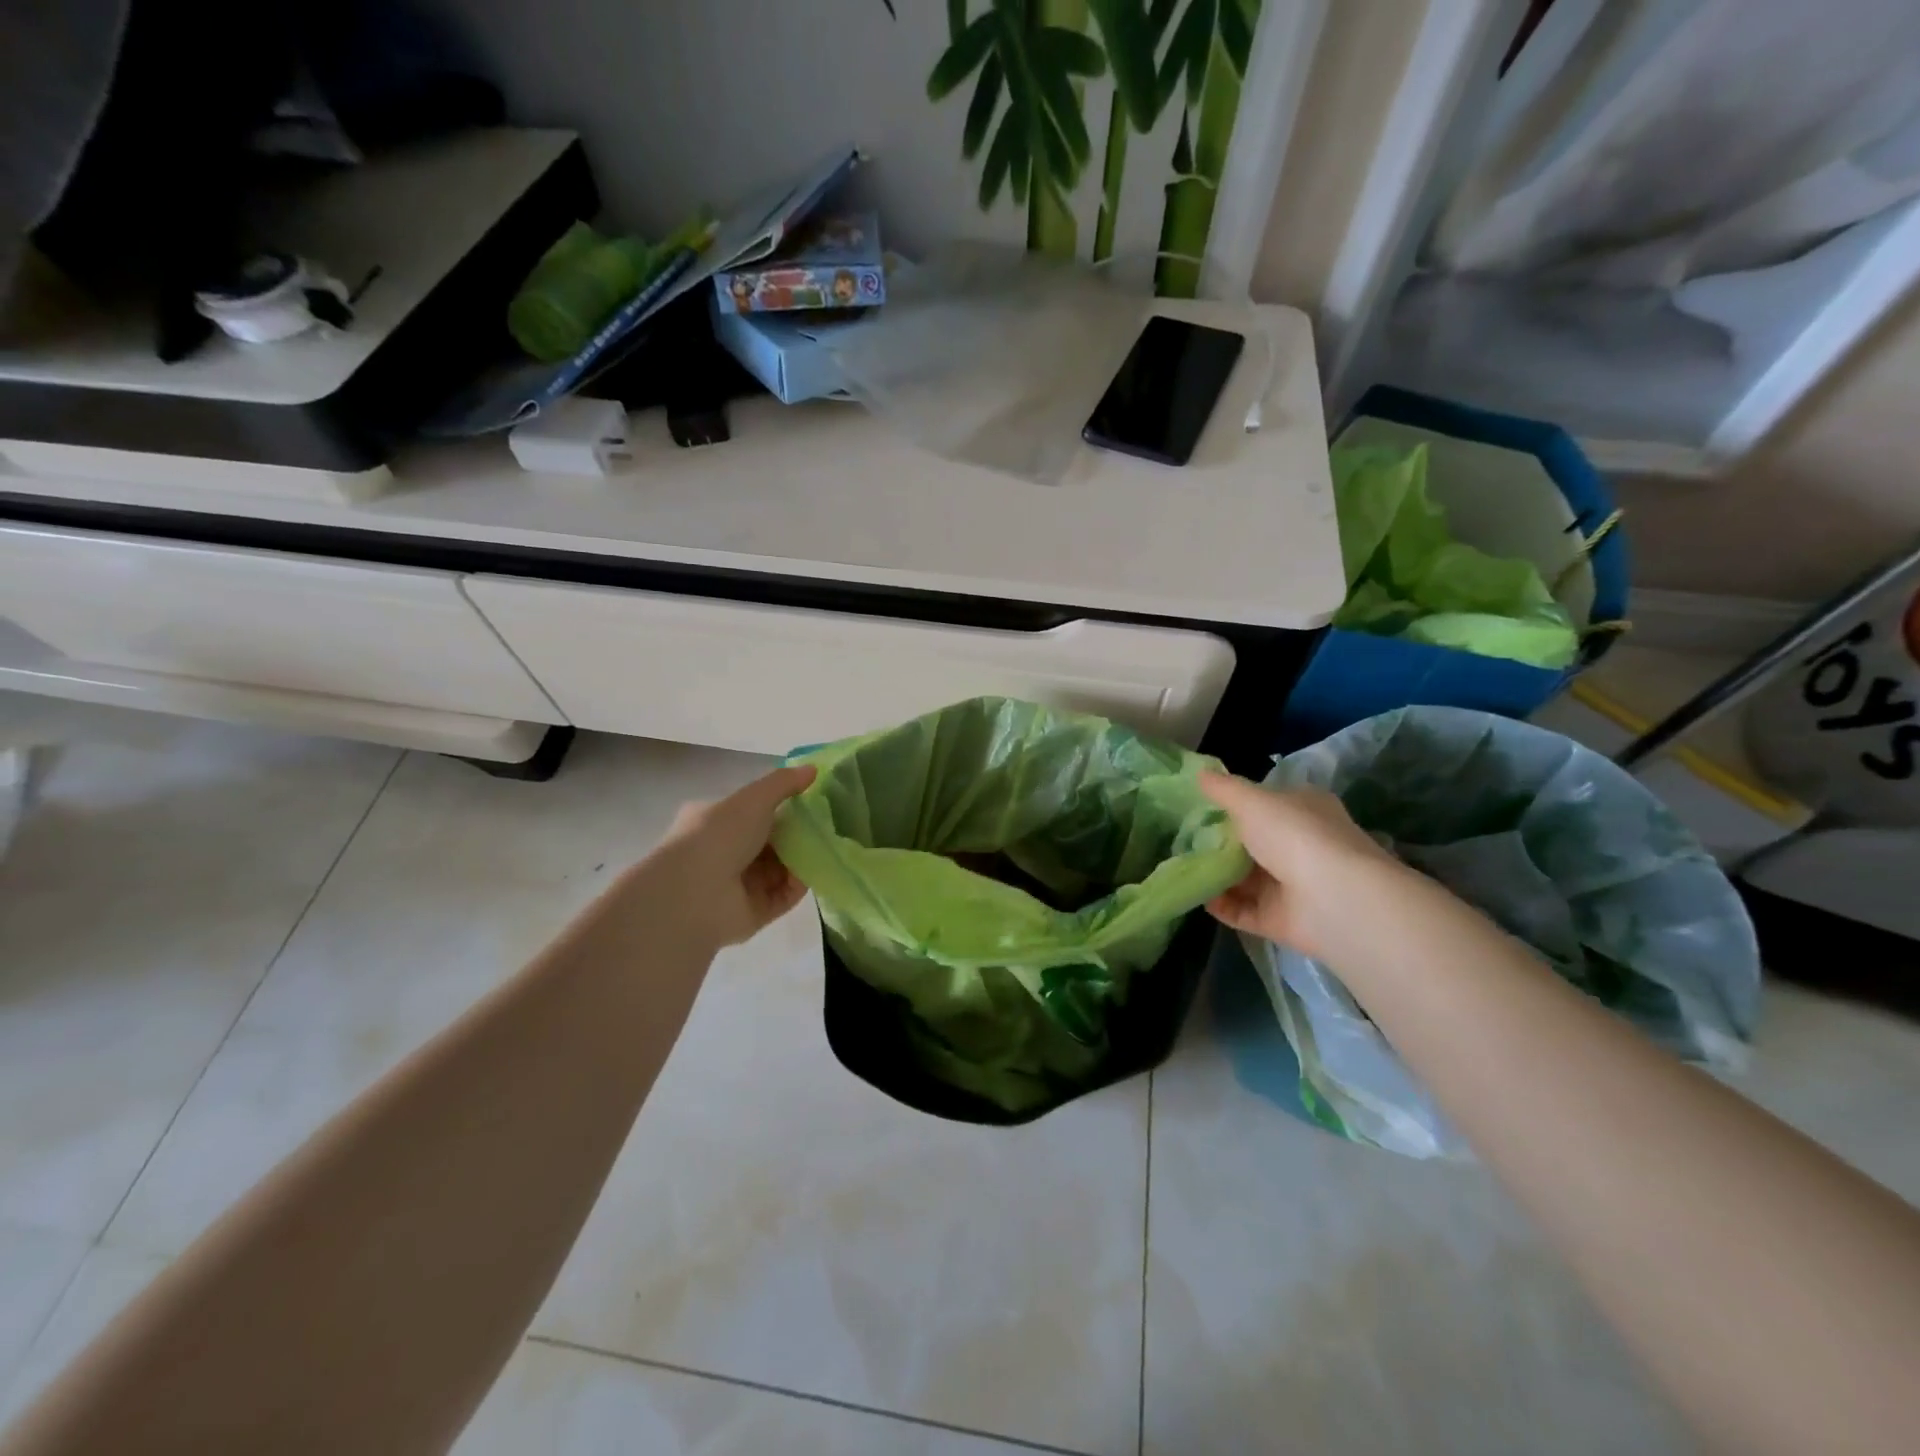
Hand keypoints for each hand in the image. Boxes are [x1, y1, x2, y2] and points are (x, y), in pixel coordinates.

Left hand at [651, 764, 816, 949]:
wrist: (693, 893)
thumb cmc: (719, 835)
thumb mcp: (753, 798)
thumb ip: (784, 783)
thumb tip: (813, 769)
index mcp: (715, 822)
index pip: (753, 813)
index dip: (782, 808)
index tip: (811, 803)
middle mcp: (723, 853)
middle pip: (770, 843)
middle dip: (797, 836)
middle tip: (825, 828)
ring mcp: (736, 886)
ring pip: (779, 870)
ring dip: (802, 861)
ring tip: (826, 850)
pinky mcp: (751, 913)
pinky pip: (782, 897)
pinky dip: (798, 886)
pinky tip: (813, 875)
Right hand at [1198, 770, 1399, 958]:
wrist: (1332, 898)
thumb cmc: (1294, 835)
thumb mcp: (1252, 801)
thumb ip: (1224, 789)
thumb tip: (1200, 773)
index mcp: (1304, 810)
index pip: (1268, 804)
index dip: (1237, 805)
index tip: (1200, 808)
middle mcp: (1301, 846)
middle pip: (1254, 843)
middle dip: (1220, 843)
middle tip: (1183, 839)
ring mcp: (1292, 886)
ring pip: (1247, 879)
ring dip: (1217, 875)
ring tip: (1182, 867)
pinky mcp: (1281, 919)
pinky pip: (1244, 910)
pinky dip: (1222, 905)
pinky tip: (1198, 896)